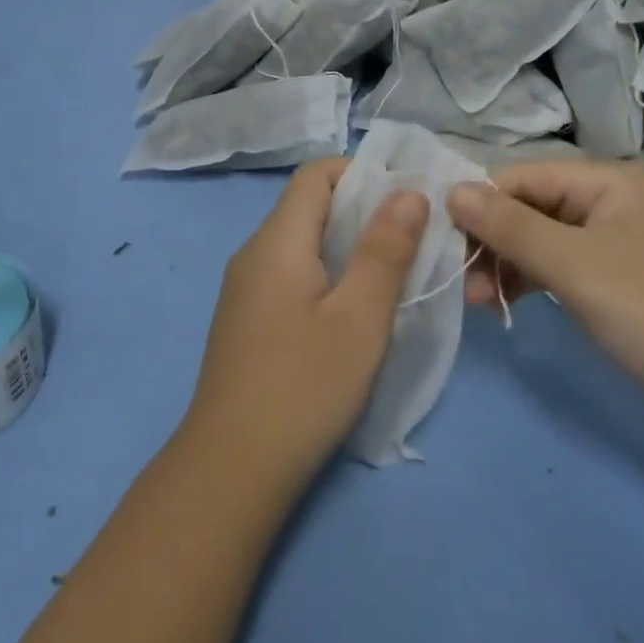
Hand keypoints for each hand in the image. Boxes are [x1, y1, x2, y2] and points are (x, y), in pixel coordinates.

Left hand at [181, 159, 428, 492]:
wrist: (231, 469)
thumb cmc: (303, 387)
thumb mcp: (359, 318)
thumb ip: (385, 251)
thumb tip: (408, 192)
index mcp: (276, 241)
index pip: (315, 175)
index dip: (362, 173)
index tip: (406, 198)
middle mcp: (253, 253)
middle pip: (308, 206)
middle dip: (362, 211)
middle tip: (412, 237)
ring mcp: (245, 287)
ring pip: (301, 242)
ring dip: (347, 245)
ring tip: (391, 271)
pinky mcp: (247, 318)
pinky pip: (290, 273)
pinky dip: (326, 273)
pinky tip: (352, 309)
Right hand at [447, 159, 643, 415]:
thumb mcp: (573, 265)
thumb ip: (509, 226)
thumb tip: (451, 190)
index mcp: (608, 180)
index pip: (524, 176)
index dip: (482, 203)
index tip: (446, 242)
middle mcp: (612, 199)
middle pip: (531, 206)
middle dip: (493, 241)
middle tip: (463, 282)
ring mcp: (616, 239)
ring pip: (541, 238)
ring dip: (506, 264)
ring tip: (480, 302)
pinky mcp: (617, 275)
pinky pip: (560, 264)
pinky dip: (531, 280)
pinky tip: (507, 304)